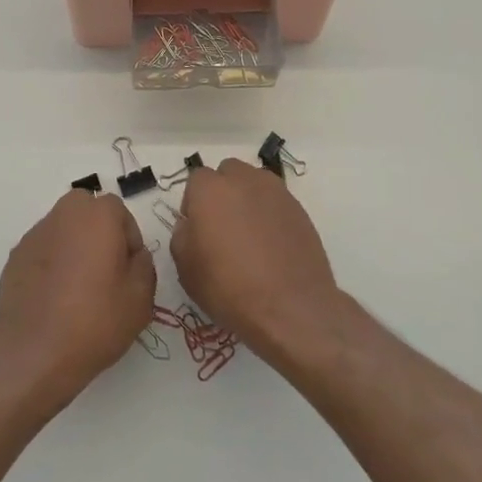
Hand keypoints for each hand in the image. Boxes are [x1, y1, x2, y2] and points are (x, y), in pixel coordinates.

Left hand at [0, 189, 156, 410]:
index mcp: (97, 216)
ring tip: (77, 288)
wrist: (34, 354)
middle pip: (86, 210)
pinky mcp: (14, 258)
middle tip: (105, 270)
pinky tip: (54, 299)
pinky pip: (42, 251)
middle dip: (99, 232)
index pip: (120, 211)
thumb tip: (134, 255)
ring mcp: (34, 236)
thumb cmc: (94, 321)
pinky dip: (51, 264)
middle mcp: (63, 215)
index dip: (129, 240)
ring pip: (62, 229)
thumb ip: (144, 266)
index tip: (129, 271)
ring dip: (73, 246)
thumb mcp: (140, 299)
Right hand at [172, 159, 342, 365]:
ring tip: (250, 236)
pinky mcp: (299, 208)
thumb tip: (192, 224)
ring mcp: (276, 192)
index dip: (194, 204)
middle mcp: (243, 180)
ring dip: (247, 199)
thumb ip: (182, 235)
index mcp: (210, 189)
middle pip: (228, 173)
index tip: (198, 230)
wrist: (290, 308)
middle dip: (222, 192)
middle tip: (223, 228)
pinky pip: (276, 202)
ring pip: (254, 183)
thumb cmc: (228, 288)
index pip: (196, 180)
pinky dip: (270, 215)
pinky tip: (271, 246)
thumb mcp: (186, 269)